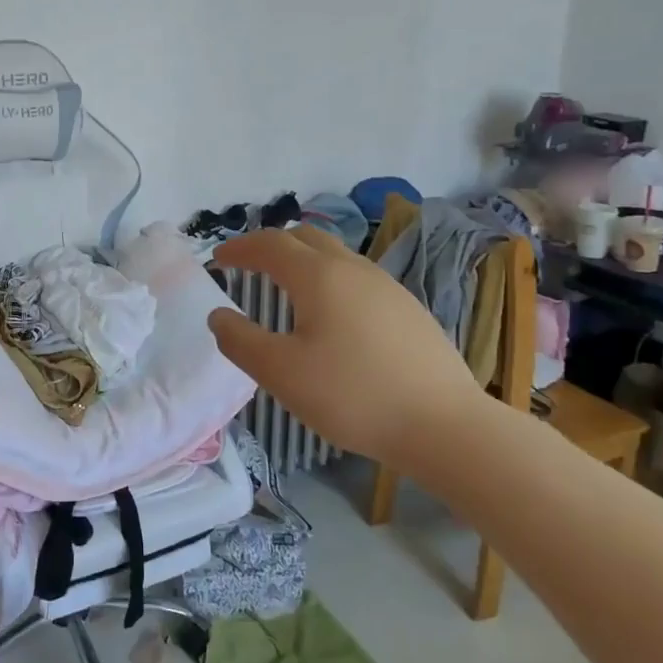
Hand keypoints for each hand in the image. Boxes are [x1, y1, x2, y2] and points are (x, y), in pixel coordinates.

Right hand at [208, 226, 482, 469]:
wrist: (445, 425)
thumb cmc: (353, 395)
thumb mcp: (281, 373)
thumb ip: (240, 341)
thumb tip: (218, 316)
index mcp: (318, 276)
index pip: (270, 244)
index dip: (239, 248)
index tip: (217, 260)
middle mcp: (353, 268)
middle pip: (305, 237)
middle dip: (271, 245)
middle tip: (248, 266)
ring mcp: (387, 286)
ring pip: (336, 255)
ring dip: (303, 260)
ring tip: (286, 288)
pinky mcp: (408, 308)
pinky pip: (357, 277)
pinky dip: (330, 279)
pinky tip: (332, 315)